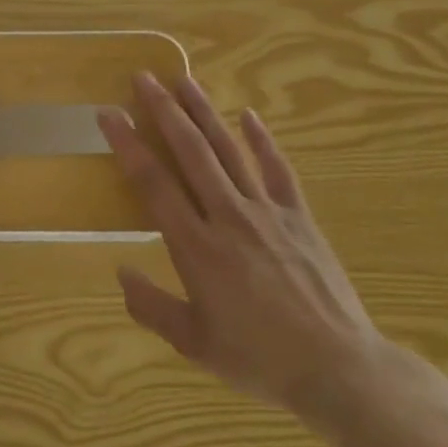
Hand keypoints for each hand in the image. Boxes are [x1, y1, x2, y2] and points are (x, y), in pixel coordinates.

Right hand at [97, 73, 390, 441]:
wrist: (339, 369)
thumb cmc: (259, 359)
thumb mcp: (194, 344)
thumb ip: (151, 307)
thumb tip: (120, 271)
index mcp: (196, 247)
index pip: (153, 182)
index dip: (128, 143)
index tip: (109, 112)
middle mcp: (227, 217)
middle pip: (190, 151)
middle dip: (164, 110)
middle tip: (144, 77)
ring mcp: (267, 212)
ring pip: (229, 150)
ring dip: (204, 112)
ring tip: (183, 79)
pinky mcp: (299, 217)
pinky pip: (278, 169)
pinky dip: (263, 140)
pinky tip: (248, 115)